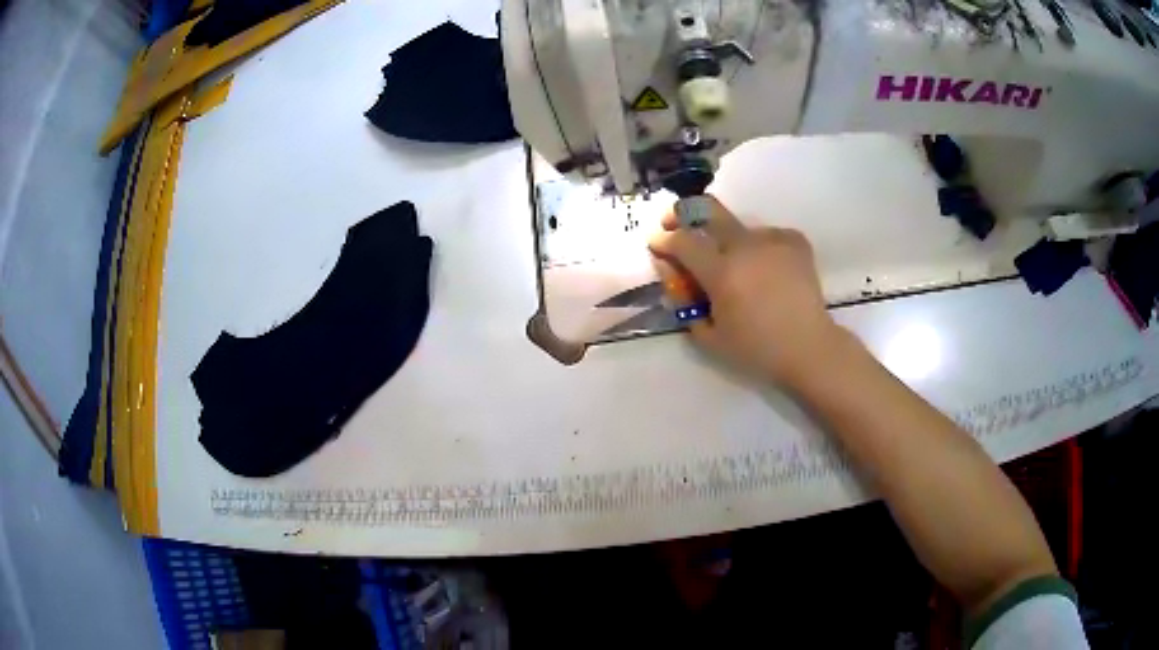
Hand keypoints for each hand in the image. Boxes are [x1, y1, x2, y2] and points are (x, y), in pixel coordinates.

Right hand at [648, 196, 847, 387]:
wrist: (809, 348)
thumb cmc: (757, 349)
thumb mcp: (709, 337)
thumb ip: (683, 302)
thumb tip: (672, 272)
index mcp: (722, 272)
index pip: (682, 241)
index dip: (663, 239)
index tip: (656, 243)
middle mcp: (745, 247)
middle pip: (707, 209)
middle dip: (683, 212)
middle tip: (675, 221)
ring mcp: (772, 239)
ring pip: (738, 227)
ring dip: (727, 240)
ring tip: (737, 266)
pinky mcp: (794, 240)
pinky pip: (765, 235)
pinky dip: (758, 247)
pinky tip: (764, 268)